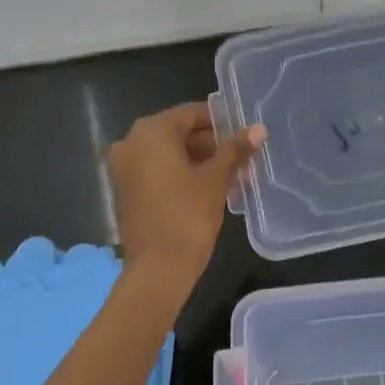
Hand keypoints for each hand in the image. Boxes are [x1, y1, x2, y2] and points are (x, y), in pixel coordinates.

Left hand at [109, 102, 263, 285]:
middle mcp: (131, 142)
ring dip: (200, 160)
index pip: (192, 113)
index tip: (246, 134)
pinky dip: (182, 174)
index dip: (222, 122)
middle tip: (243, 156)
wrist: (157, 270)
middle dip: (212, 143)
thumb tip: (259, 128)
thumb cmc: (187, 215)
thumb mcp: (216, 179)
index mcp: (151, 131)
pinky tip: (211, 187)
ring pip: (170, 154)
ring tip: (234, 174)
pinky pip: (159, 171)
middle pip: (179, 132)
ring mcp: (125, 168)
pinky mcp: (127, 191)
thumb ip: (235, 149)